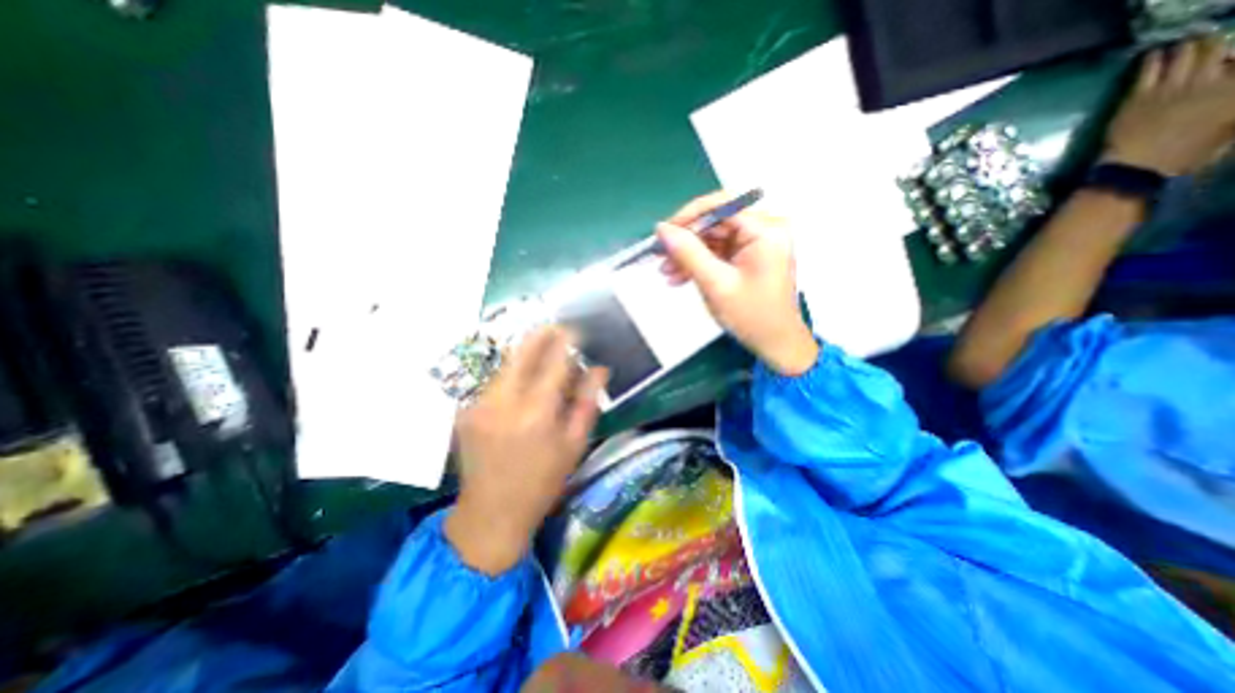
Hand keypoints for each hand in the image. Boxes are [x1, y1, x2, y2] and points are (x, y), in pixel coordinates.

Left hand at [449, 326, 611, 576]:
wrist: (491, 512)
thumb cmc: (543, 481)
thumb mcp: (575, 444)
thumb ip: (587, 402)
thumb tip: (599, 368)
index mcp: (537, 412)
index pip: (554, 361)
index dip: (566, 340)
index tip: (575, 330)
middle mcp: (504, 402)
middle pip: (522, 352)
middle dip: (540, 334)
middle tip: (556, 328)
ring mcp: (479, 404)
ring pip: (507, 364)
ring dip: (527, 354)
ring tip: (543, 356)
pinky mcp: (466, 409)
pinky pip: (495, 380)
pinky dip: (513, 373)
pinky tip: (523, 381)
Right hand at [656, 191, 818, 376]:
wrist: (775, 343)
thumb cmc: (752, 316)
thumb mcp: (716, 284)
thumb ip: (688, 253)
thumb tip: (662, 229)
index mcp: (766, 230)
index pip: (722, 205)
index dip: (689, 215)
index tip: (664, 232)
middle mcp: (764, 229)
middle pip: (715, 222)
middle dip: (686, 240)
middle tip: (660, 255)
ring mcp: (756, 243)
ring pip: (713, 238)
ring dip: (688, 254)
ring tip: (666, 271)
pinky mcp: (748, 256)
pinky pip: (718, 251)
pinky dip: (699, 263)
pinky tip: (680, 276)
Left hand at [1101, 36, 1234, 175]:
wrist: (1136, 170)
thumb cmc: (1182, 159)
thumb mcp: (1227, 133)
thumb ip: (1232, 111)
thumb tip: (1226, 98)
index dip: (1232, 60)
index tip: (1227, 60)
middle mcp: (1211, 82)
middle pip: (1217, 51)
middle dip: (1213, 44)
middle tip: (1208, 42)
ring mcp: (1173, 88)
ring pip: (1186, 55)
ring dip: (1187, 47)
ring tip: (1185, 43)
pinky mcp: (1139, 97)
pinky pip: (1148, 71)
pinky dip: (1153, 60)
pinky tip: (1153, 54)